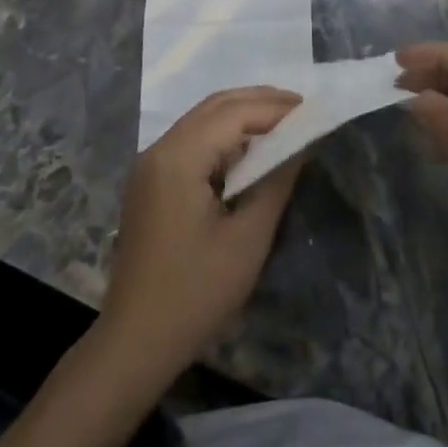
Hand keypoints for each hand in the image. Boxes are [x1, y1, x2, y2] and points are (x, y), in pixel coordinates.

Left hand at [99, 87, 304, 384]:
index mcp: (178, 157)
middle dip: (260, 102)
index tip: (314, 111)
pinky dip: (225, 135)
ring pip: (203, 119)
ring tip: (284, 124)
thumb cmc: (195, 293)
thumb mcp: (248, 238)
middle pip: (215, 106)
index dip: (276, 108)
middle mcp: (159, 149)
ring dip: (243, 116)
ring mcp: (151, 165)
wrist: (134, 344)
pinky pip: (192, 140)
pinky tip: (251, 150)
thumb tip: (299, 142)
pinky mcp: (151, 182)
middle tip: (302, 110)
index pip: (234, 113)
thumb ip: (276, 181)